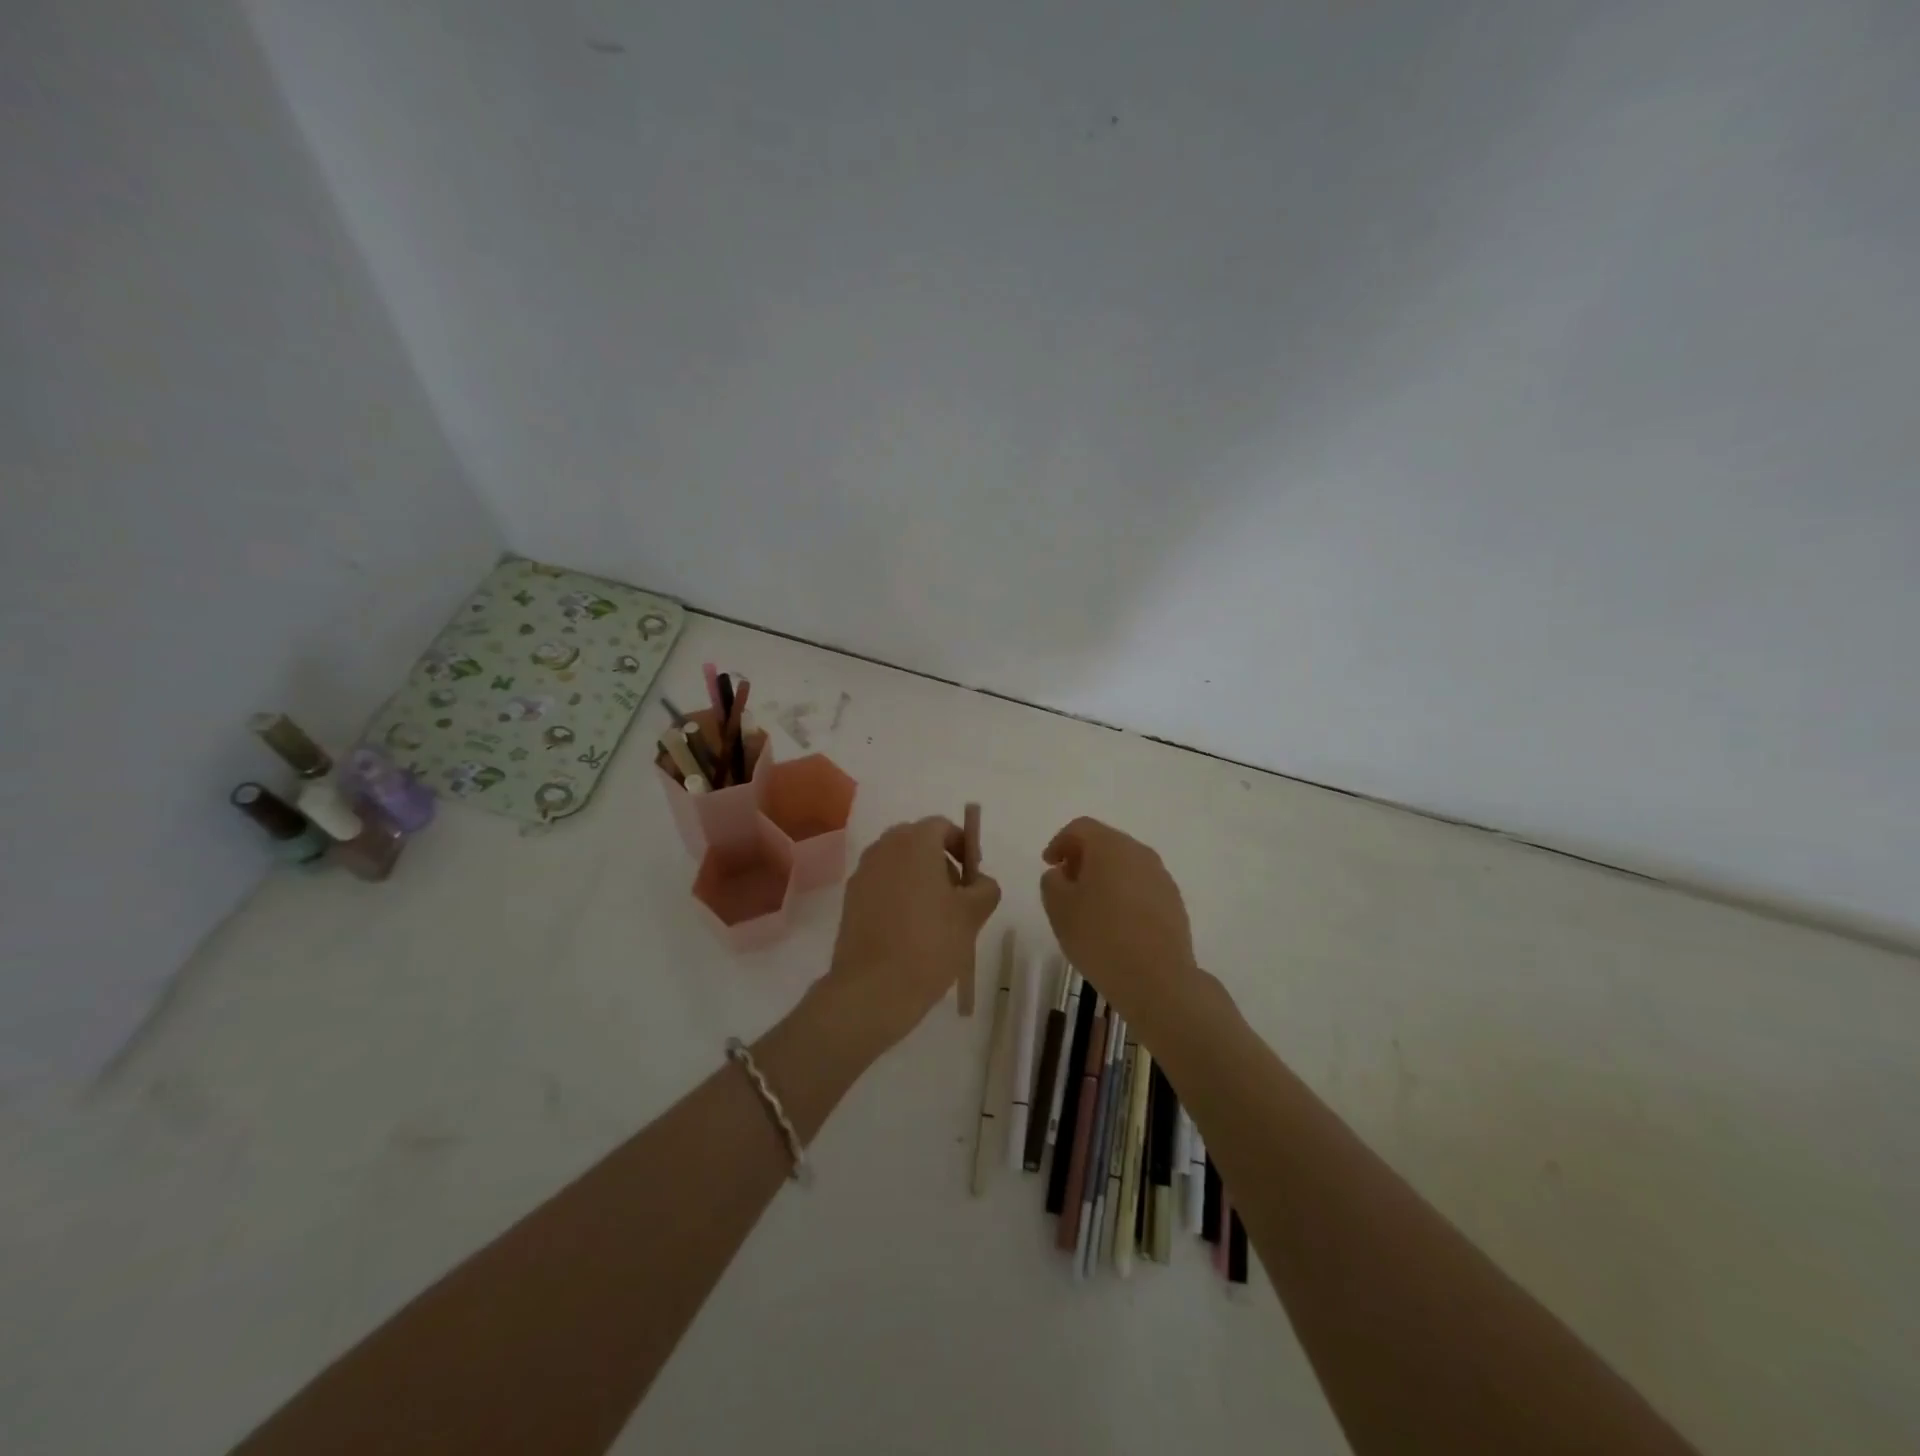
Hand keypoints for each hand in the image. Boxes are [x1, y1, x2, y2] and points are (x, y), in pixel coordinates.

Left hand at [820, 816, 1001, 1055]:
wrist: (873, 988)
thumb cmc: (930, 943)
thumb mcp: (973, 914)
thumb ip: (985, 887)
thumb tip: (979, 882)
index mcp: (914, 842)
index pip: (942, 827)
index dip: (963, 845)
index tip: (973, 876)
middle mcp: (883, 848)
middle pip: (918, 842)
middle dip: (941, 862)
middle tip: (958, 896)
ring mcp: (862, 874)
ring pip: (898, 864)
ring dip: (919, 879)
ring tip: (936, 918)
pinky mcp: (850, 900)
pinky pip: (881, 885)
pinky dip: (898, 896)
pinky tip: (910, 931)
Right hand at [1040, 817, 1202, 1025]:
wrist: (1158, 980)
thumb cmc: (1100, 938)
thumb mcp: (1059, 909)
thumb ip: (1052, 882)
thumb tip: (1062, 874)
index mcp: (1110, 846)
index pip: (1080, 828)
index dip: (1059, 842)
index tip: (1048, 865)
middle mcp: (1139, 853)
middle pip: (1105, 842)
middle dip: (1082, 857)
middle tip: (1066, 883)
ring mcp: (1161, 877)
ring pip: (1125, 864)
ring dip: (1105, 876)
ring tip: (1090, 906)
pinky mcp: (1174, 901)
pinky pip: (1141, 885)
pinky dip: (1124, 893)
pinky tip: (1116, 922)